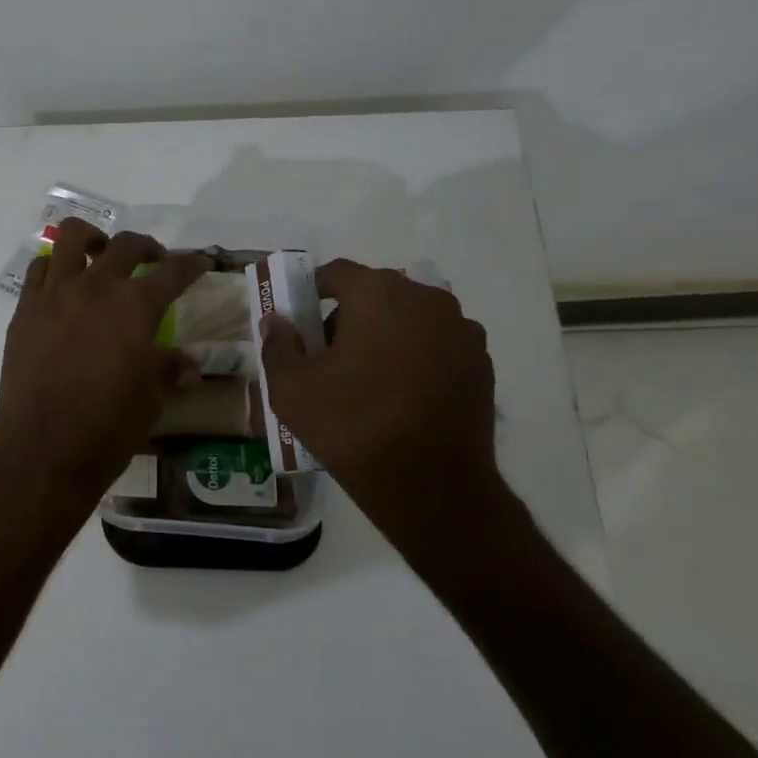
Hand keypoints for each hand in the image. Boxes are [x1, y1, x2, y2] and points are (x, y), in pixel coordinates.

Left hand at [0, 218, 209, 520]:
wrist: (42, 451)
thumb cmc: (107, 429)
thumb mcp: (150, 400)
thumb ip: (168, 370)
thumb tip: (188, 365)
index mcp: (135, 308)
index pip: (173, 272)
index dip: (192, 264)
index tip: (201, 261)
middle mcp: (95, 288)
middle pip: (125, 245)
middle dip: (147, 246)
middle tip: (155, 260)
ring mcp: (54, 295)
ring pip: (71, 238)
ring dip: (93, 239)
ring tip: (101, 254)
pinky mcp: (24, 310)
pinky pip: (39, 271)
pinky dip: (56, 268)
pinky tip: (64, 287)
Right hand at [258, 261, 505, 554]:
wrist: (429, 485)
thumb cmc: (351, 427)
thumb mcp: (291, 388)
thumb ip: (278, 345)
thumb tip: (277, 321)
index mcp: (378, 295)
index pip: (338, 272)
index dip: (313, 289)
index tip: (300, 317)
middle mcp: (426, 299)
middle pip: (377, 291)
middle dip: (351, 312)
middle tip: (330, 352)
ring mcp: (461, 330)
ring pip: (411, 316)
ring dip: (387, 331)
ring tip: (369, 375)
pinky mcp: (481, 362)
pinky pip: (438, 342)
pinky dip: (417, 354)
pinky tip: (402, 392)